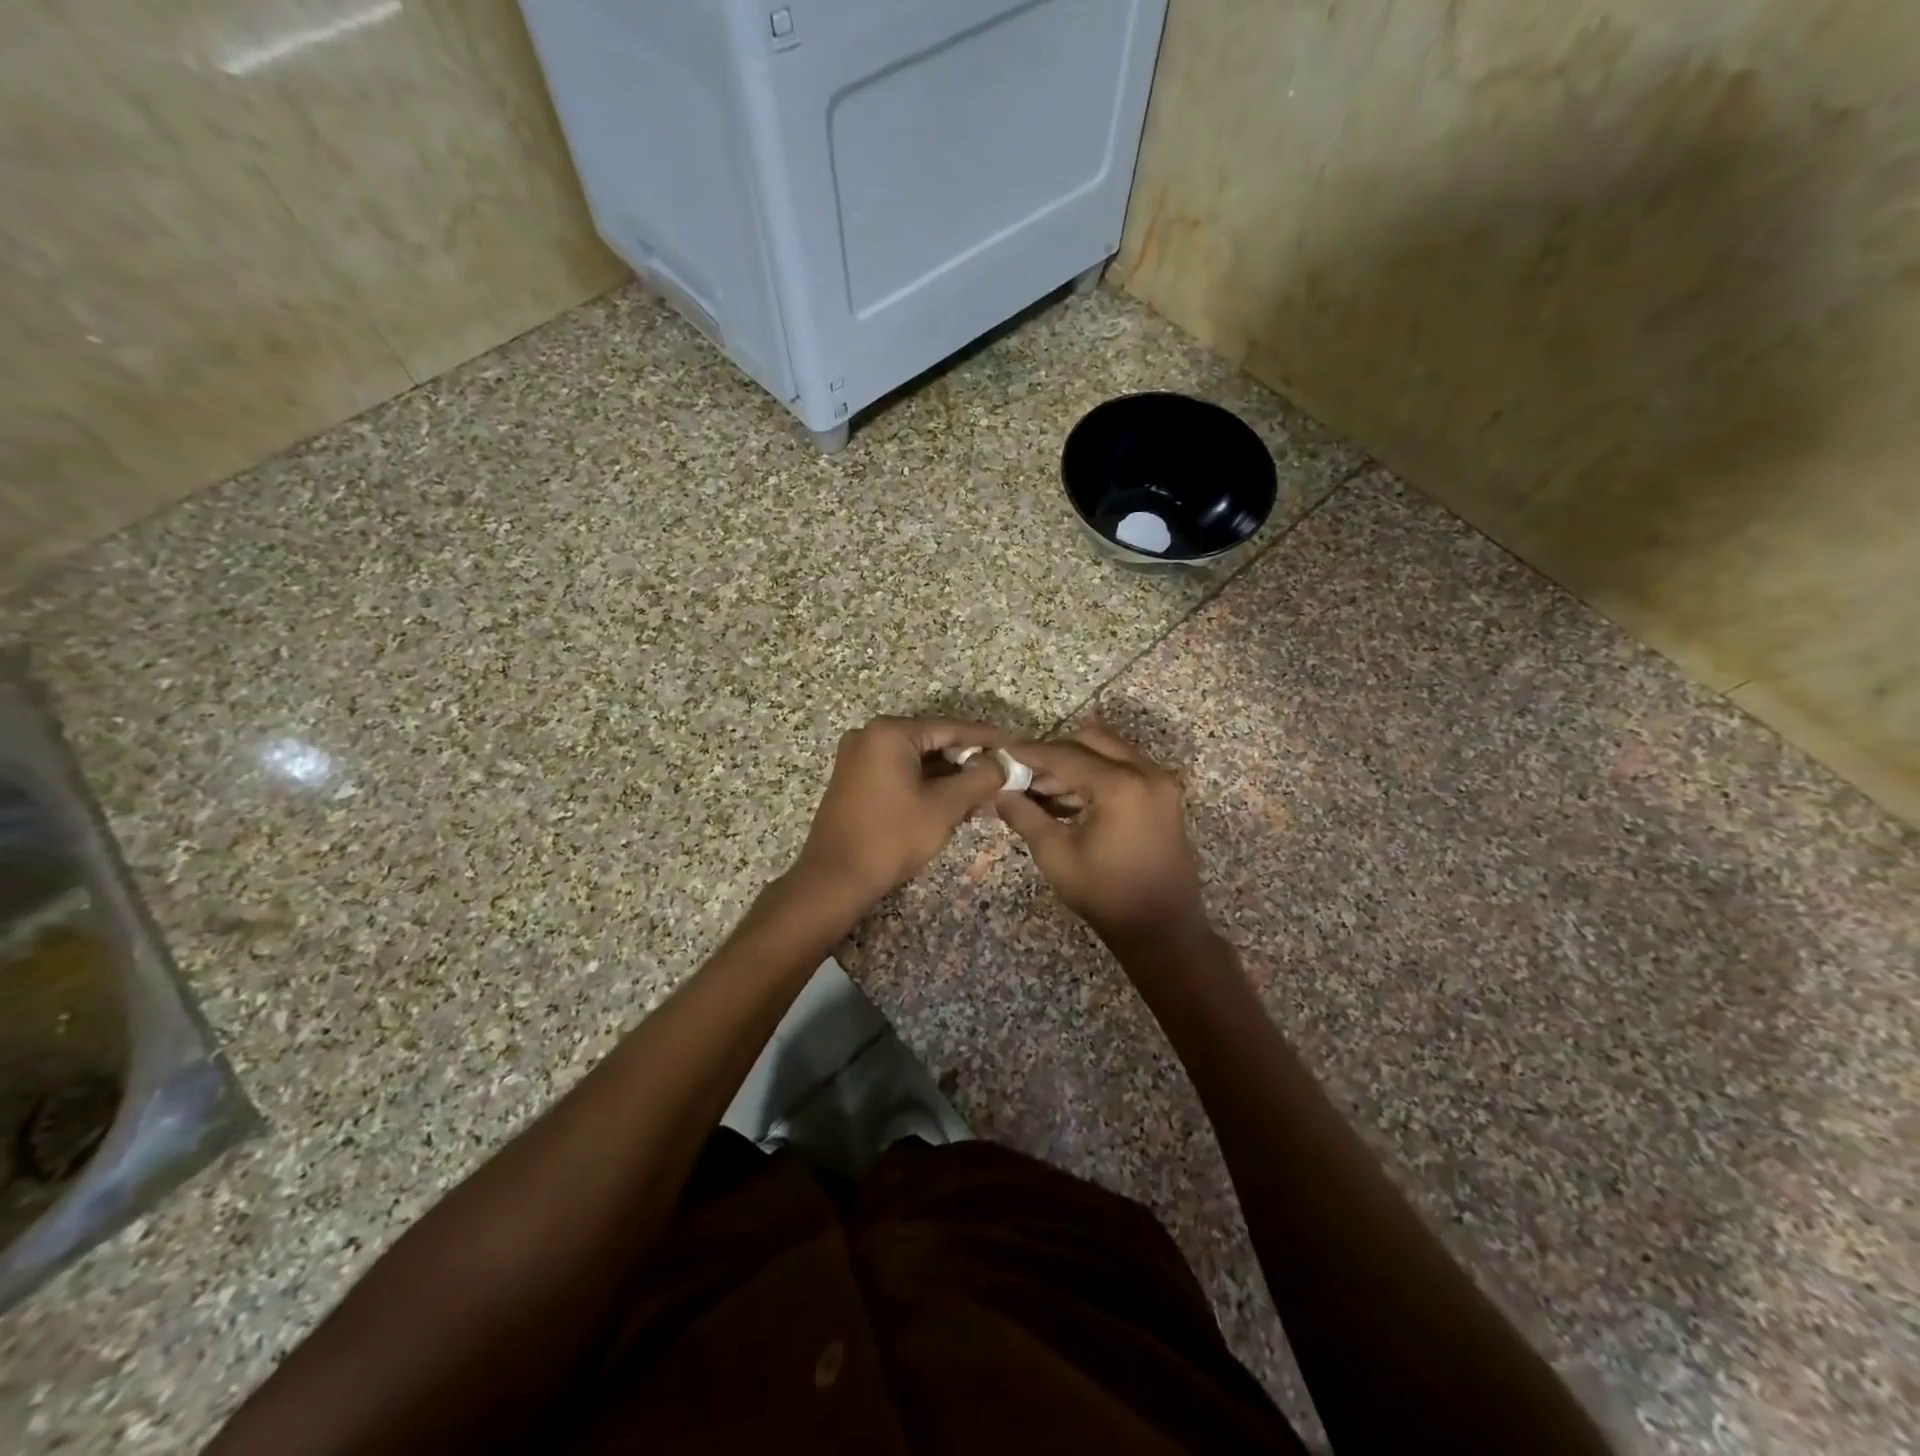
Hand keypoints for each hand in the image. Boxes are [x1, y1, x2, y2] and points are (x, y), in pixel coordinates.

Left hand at [794, 716, 1007, 907]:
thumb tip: (999, 764)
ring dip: (949, 775)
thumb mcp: (944, 807)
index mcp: (890, 732)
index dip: (986, 738)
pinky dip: (926, 783)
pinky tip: (954, 798)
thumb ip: (979, 779)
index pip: (950, 728)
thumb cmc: (891, 838)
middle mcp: (870, 735)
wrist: (834, 879)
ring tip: (984, 790)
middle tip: (1002, 773)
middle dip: (968, 759)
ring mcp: (858, 757)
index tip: (1014, 746)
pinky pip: (899, 771)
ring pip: (917, 759)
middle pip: (933, 741)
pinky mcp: (855, 779)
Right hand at [994, 723, 1209, 946]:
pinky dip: (1097, 775)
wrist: (1162, 928)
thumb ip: (1026, 816)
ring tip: (1043, 791)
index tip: (1004, 752)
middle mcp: (1146, 773)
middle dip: (1056, 752)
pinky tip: (1071, 799)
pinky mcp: (1164, 796)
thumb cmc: (1105, 894)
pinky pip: (1125, 769)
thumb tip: (1000, 793)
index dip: (1031, 753)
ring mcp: (1160, 783)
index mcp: (1120, 785)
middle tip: (1026, 772)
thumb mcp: (1056, 855)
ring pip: (1110, 752)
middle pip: (1092, 740)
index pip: (1065, 755)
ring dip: (1077, 763)